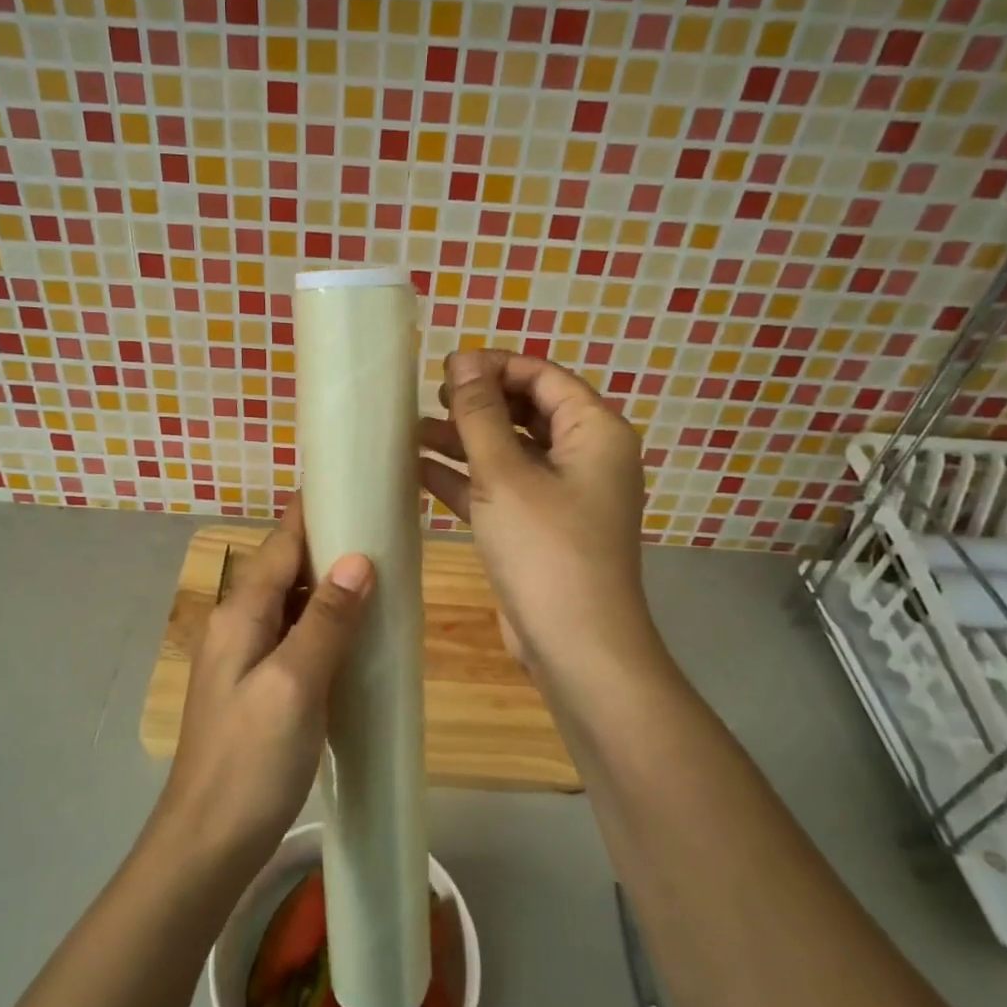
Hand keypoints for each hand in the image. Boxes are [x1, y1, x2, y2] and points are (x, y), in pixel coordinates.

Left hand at [161, 496, 373, 864]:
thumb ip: (326, 621)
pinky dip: (327, 627)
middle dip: (330, 547)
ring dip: (331, 588)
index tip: (351, 483)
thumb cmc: (250, 761)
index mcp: (241, 615)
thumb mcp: (293, 685)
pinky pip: (297, 639)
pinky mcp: (260, 689)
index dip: (312, 512)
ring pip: (295, 606)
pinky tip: (358, 635)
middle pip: (287, 570)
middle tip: (385, 530)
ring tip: (383, 574)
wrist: (209, 841)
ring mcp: (247, 659)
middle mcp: (239, 626)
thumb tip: (358, 559)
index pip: (280, 545)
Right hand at [419, 349, 663, 704]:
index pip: (543, 377)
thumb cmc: (546, 548)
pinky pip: (501, 490)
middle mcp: (585, 458)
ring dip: (465, 442)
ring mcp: (563, 496)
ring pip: (510, 453)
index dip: (494, 367)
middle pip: (527, 413)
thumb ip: (480, 415)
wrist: (576, 646)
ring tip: (411, 433)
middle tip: (428, 400)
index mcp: (595, 432)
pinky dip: (466, 480)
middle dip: (477, 405)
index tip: (444, 369)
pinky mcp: (540, 529)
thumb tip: (463, 361)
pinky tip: (419, 473)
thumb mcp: (505, 474)